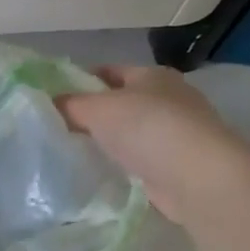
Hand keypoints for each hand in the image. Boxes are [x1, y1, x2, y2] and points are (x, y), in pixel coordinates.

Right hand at [56, 66, 249, 225]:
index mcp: (153, 75)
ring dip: (107, 140)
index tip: (53, 97)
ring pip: (129, 132)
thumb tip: (49, 103)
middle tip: (57, 126)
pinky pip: (139, 160)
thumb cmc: (148, 128)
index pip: (109, 71)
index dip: (80, 80)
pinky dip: (122, 164)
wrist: (200, 179)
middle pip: (120, 102)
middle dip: (92, 112)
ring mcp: (177, 134)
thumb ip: (69, 104)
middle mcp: (169, 99)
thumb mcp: (96, 108)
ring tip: (73, 150)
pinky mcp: (177, 166)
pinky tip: (100, 171)